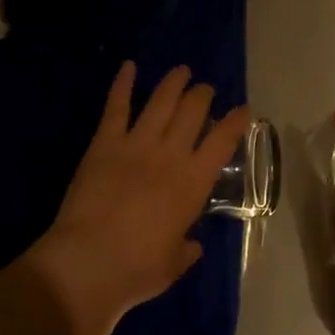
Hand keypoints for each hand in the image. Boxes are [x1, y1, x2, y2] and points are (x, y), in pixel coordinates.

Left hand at [32, 62, 250, 332]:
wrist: (90, 261)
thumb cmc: (138, 268)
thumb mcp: (173, 263)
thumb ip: (186, 248)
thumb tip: (192, 244)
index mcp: (194, 182)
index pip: (223, 140)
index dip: (236, 121)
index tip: (243, 110)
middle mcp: (171, 153)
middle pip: (193, 111)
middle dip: (203, 95)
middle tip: (205, 90)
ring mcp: (137, 143)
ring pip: (161, 101)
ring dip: (174, 82)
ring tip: (182, 71)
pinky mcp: (105, 142)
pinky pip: (116, 106)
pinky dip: (122, 84)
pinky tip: (128, 66)